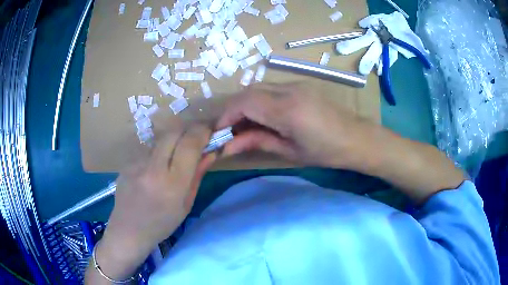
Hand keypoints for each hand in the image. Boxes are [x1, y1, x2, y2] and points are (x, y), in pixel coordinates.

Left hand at [86, 124, 214, 282]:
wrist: (128, 231)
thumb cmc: (162, 224)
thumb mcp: (186, 203)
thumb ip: (198, 174)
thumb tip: (211, 151)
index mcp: (172, 185)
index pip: (190, 144)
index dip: (203, 132)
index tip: (210, 131)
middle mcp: (153, 169)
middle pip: (174, 132)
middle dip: (189, 130)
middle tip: (196, 138)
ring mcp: (136, 163)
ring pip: (161, 139)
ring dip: (173, 141)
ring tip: (175, 156)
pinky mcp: (127, 162)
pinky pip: (149, 149)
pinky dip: (159, 152)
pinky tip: (156, 168)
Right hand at [217, 82, 376, 169]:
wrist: (357, 138)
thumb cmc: (326, 152)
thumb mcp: (290, 152)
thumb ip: (257, 142)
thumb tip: (228, 145)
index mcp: (287, 110)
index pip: (245, 102)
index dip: (226, 114)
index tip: (218, 131)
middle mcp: (289, 90)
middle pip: (249, 91)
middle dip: (233, 109)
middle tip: (229, 130)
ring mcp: (296, 84)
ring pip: (259, 88)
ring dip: (245, 104)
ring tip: (243, 125)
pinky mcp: (301, 85)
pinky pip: (271, 89)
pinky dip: (259, 101)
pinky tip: (262, 117)